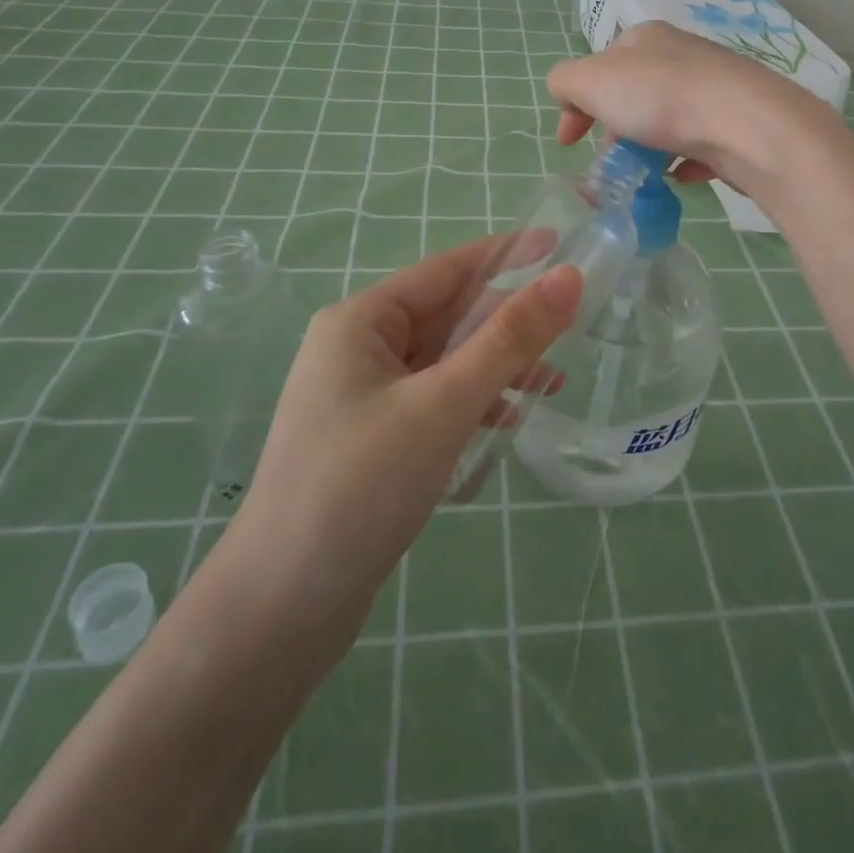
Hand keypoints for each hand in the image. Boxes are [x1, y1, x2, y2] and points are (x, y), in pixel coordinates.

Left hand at [212, 240, 580, 643]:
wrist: (282, 608)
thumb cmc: (362, 484)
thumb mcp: (445, 402)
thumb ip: (509, 338)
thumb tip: (569, 278)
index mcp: (361, 321)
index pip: (446, 269)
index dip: (505, 254)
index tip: (558, 244)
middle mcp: (356, 347)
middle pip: (446, 315)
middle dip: (506, 320)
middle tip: (570, 321)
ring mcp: (361, 394)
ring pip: (443, 361)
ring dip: (495, 366)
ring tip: (554, 381)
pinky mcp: (370, 436)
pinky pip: (432, 399)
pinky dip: (471, 402)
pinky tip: (507, 421)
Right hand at [547, 21, 837, 204]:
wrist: (746, 124)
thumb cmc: (659, 98)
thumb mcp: (589, 80)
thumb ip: (565, 82)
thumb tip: (570, 98)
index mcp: (644, 38)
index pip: (598, 66)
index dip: (575, 104)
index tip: (567, 144)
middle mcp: (681, 55)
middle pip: (632, 94)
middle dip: (613, 130)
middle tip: (609, 163)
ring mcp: (714, 88)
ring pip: (667, 119)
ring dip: (648, 147)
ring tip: (644, 175)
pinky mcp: (738, 121)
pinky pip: (701, 142)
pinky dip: (686, 159)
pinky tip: (682, 176)